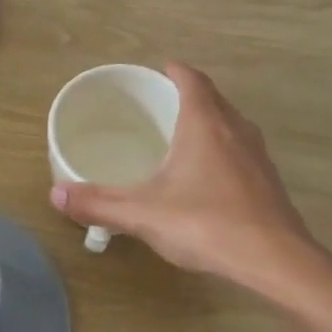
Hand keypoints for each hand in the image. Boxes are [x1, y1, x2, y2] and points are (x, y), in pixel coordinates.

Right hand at [50, 63, 325, 298]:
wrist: (275, 260)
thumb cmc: (207, 224)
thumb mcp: (144, 214)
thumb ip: (99, 203)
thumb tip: (55, 193)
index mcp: (206, 124)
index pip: (192, 80)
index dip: (174, 71)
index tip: (157, 71)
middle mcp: (236, 129)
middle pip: (213, 98)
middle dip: (188, 95)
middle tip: (160, 105)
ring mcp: (257, 155)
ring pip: (230, 124)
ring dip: (208, 121)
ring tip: (180, 136)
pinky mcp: (268, 181)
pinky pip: (240, 150)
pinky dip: (221, 149)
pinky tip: (206, 177)